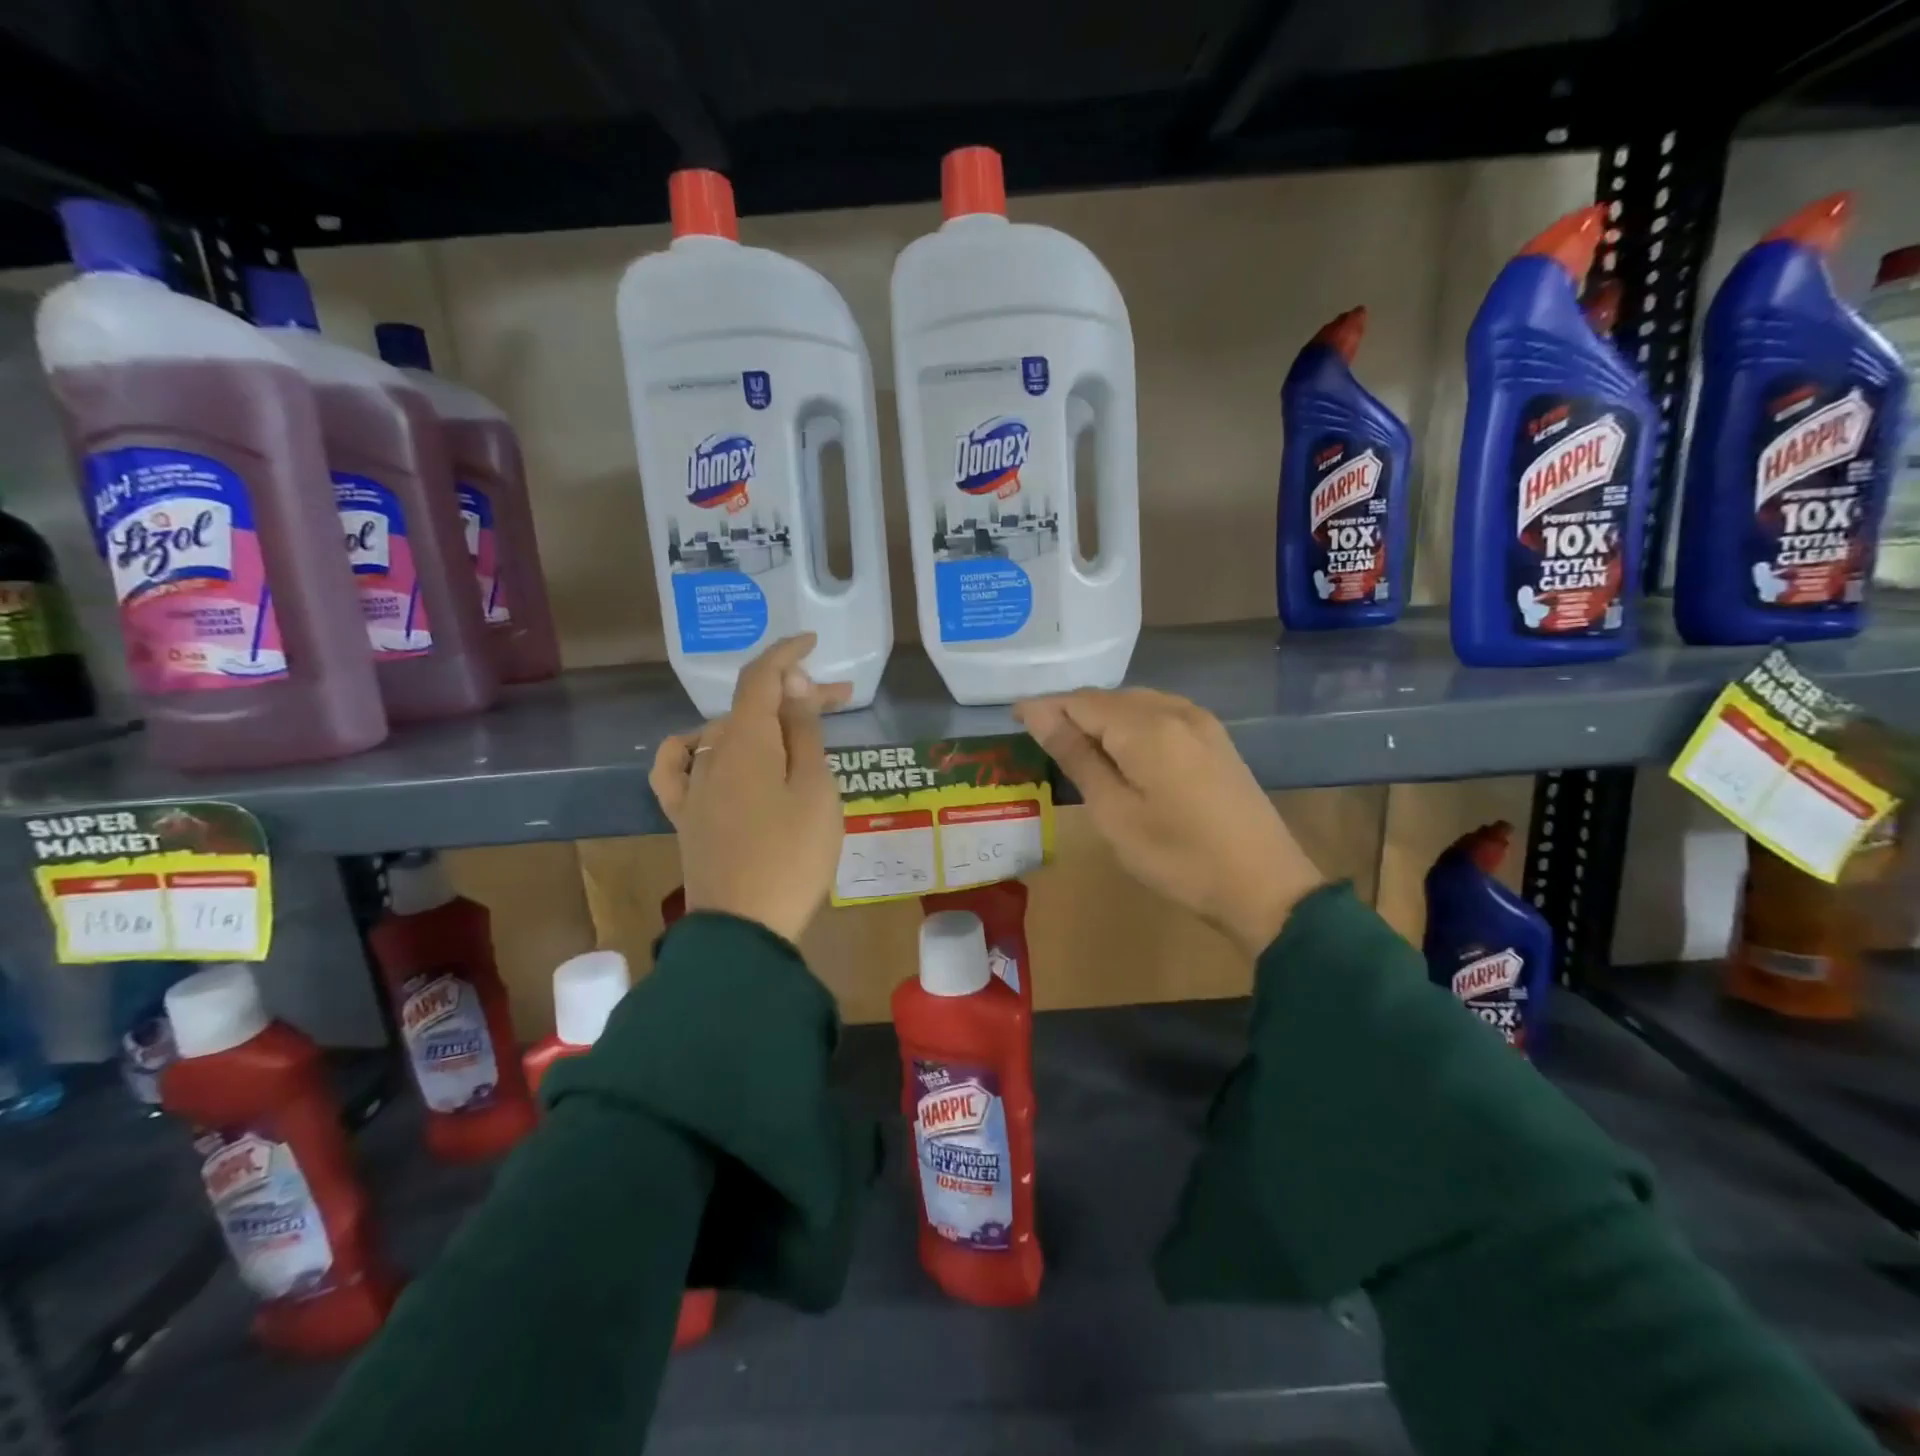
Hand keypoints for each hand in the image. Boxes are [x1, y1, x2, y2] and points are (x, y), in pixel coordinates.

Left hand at [650, 635, 849, 944]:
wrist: (744, 928)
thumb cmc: (793, 857)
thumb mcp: (815, 791)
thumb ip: (803, 734)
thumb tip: (794, 687)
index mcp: (746, 741)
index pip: (761, 677)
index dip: (787, 653)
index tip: (813, 642)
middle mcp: (711, 753)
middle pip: (750, 706)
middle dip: (794, 694)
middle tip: (841, 700)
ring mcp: (694, 786)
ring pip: (724, 733)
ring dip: (762, 722)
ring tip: (796, 732)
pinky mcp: (686, 816)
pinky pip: (677, 768)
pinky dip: (692, 747)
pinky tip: (704, 747)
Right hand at [1014, 689, 1324, 957]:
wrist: (1266, 887)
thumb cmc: (1179, 858)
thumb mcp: (1115, 814)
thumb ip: (1076, 757)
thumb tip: (1038, 713)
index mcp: (1146, 727)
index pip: (1080, 701)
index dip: (1044, 706)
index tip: (1013, 717)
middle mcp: (1174, 710)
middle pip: (1108, 698)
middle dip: (1071, 711)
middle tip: (1039, 737)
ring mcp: (1201, 722)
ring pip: (1136, 703)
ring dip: (1101, 717)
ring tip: (1074, 745)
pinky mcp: (1215, 739)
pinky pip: (1161, 714)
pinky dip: (1131, 723)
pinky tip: (1122, 749)